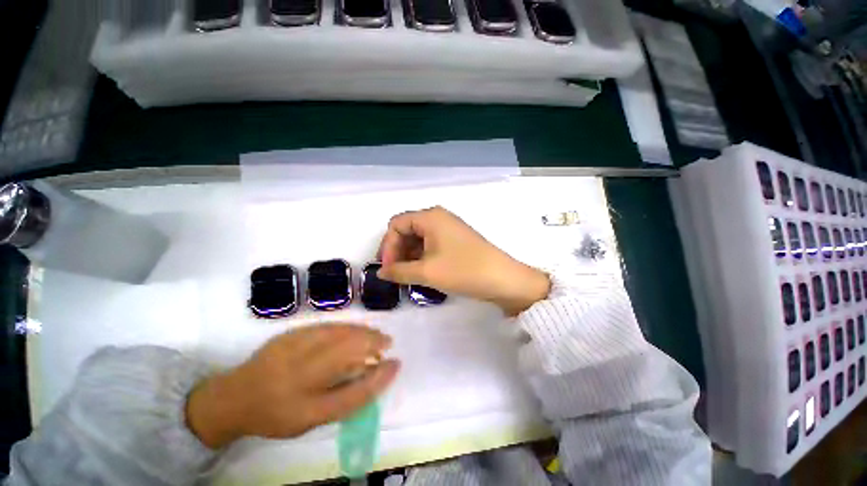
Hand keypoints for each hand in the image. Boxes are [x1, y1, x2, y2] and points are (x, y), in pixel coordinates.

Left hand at [186, 324, 398, 448]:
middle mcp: (297, 379)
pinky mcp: (289, 334)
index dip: (378, 379)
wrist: (235, 396)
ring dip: (363, 332)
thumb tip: (375, 373)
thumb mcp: (311, 419)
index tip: (396, 364)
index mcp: (303, 410)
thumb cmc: (277, 414)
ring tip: (375, 336)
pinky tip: (355, 330)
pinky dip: (347, 327)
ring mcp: (291, 351)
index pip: (352, 396)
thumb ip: (345, 399)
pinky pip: (327, 327)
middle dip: (373, 343)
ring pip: (339, 334)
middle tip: (386, 343)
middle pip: (346, 353)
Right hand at [377, 206, 550, 315]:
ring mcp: (449, 228)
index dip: (388, 246)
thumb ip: (398, 271)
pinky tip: (422, 272)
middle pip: (407, 229)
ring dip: (409, 256)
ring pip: (419, 238)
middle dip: (397, 251)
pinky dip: (422, 257)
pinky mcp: (456, 240)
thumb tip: (381, 273)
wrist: (503, 279)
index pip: (396, 224)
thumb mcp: (426, 272)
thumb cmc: (463, 270)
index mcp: (430, 217)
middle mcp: (438, 217)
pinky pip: (431, 244)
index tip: (388, 269)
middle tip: (396, 274)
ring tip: (408, 276)